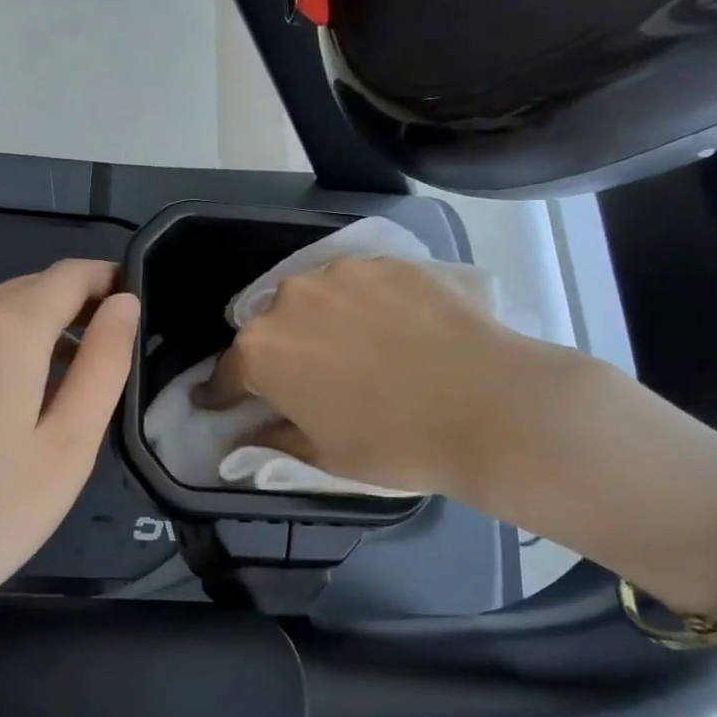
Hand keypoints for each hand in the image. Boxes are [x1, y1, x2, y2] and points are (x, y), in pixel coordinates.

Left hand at [0, 260, 137, 669]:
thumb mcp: (68, 446)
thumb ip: (103, 363)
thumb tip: (123, 303)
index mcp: (4, 329)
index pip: (69, 274)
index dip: (107, 279)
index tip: (135, 302)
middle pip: (29, 289)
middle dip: (74, 305)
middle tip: (111, 349)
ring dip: (36, 329)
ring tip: (67, 381)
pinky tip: (6, 401)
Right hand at [200, 257, 591, 510]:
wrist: (489, 405)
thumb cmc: (395, 442)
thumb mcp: (323, 455)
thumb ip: (272, 440)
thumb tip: (242, 441)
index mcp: (262, 351)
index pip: (227, 373)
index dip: (227, 394)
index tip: (230, 405)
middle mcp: (289, 300)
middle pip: (268, 328)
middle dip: (279, 353)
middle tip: (311, 379)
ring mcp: (340, 274)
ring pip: (313, 299)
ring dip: (320, 321)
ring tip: (359, 348)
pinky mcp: (385, 261)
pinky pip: (357, 283)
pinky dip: (363, 303)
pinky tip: (394, 327)